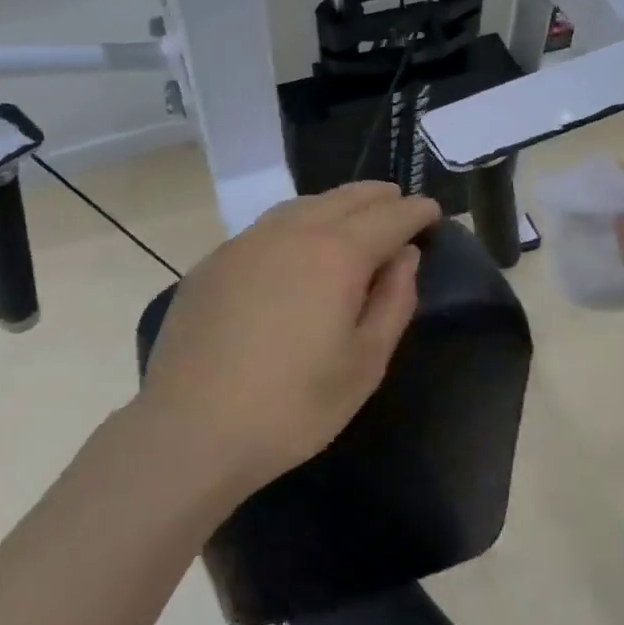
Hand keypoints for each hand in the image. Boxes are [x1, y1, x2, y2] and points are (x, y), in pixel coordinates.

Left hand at [137, 183, 441, 502]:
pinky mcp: (212, 263)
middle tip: (397, 203)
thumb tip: (404, 257)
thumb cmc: (293, 406)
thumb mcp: (364, 363)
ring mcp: (244, 243)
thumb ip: (393, 302)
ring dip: (334, 205)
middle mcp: (289, 232)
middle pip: (343, 198)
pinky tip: (295, 247)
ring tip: (351, 216)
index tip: (432, 211)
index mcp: (335, 254)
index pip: (388, 216)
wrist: (191, 427)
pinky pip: (265, 228)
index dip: (414, 211)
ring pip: (300, 206)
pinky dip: (294, 224)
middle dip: (377, 197)